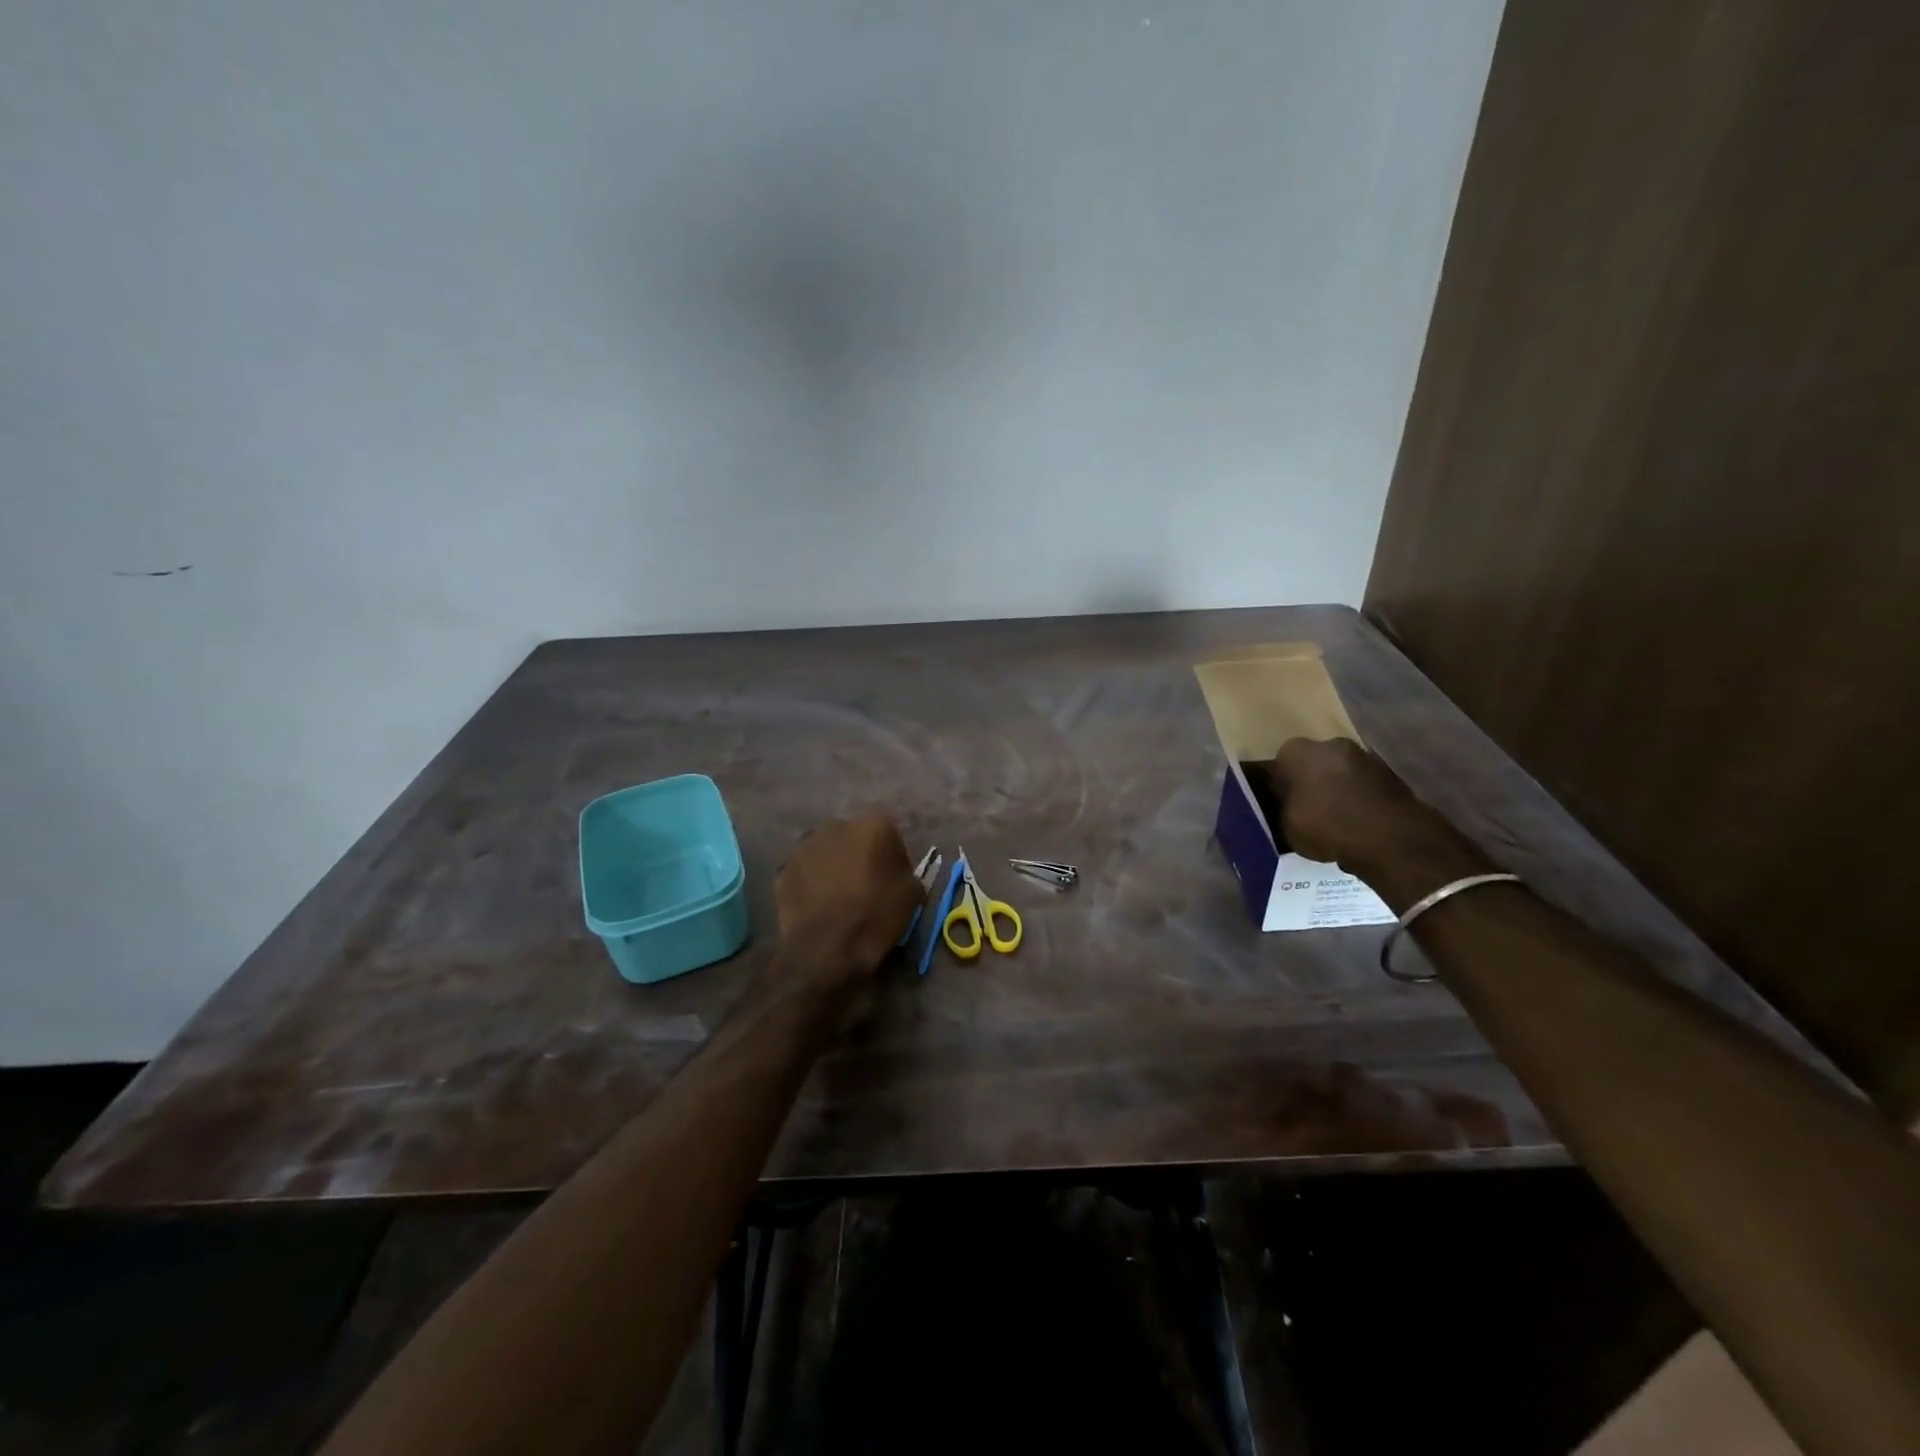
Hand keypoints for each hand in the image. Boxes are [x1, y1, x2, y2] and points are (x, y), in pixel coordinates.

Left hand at [774, 812, 923, 978]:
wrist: (826, 948)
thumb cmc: (875, 915)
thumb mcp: (912, 895)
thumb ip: (905, 873)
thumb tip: (897, 874)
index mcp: (873, 825)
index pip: (888, 833)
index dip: (891, 856)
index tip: (891, 879)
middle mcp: (837, 825)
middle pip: (853, 837)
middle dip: (858, 855)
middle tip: (864, 884)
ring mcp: (805, 845)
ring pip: (825, 851)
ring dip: (832, 865)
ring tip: (837, 896)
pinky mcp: (783, 868)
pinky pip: (804, 871)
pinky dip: (810, 882)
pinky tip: (816, 905)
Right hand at [1262, 739, 1484, 893]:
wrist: (1390, 838)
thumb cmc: (1326, 825)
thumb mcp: (1286, 825)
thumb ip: (1282, 809)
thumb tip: (1284, 805)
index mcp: (1298, 750)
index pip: (1280, 762)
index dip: (1279, 784)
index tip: (1281, 804)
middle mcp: (1332, 744)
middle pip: (1314, 763)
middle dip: (1311, 782)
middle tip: (1307, 811)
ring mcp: (1366, 757)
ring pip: (1341, 773)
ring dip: (1338, 791)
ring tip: (1335, 822)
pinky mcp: (1392, 776)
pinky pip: (1364, 787)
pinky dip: (1360, 800)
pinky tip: (1357, 825)